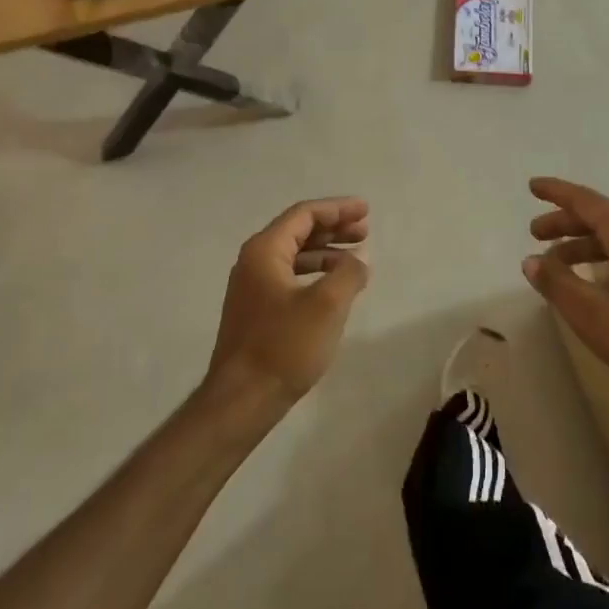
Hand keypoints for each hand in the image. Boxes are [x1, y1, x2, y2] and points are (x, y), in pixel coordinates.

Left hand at [205, 197, 370, 413]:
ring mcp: (252, 288)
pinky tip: (335, 287)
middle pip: (298, 231)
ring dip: (326, 252)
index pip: (304, 215)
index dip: (337, 209)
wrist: (241, 400)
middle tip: (365, 232)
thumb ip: (349, 273)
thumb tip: (358, 260)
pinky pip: (290, 277)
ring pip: (295, 255)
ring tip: (356, 259)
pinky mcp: (256, 311)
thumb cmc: (284, 345)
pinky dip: (315, 274)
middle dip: (334, 228)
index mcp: (265, 251)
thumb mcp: (327, 305)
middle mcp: (253, 262)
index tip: (366, 211)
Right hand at [524, 177, 608, 402]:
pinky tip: (580, 279)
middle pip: (598, 218)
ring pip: (608, 239)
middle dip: (563, 221)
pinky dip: (593, 259)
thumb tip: (531, 261)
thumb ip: (555, 281)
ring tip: (550, 261)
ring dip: (577, 243)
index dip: (558, 192)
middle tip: (533, 232)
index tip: (532, 186)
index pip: (588, 202)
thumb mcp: (587, 309)